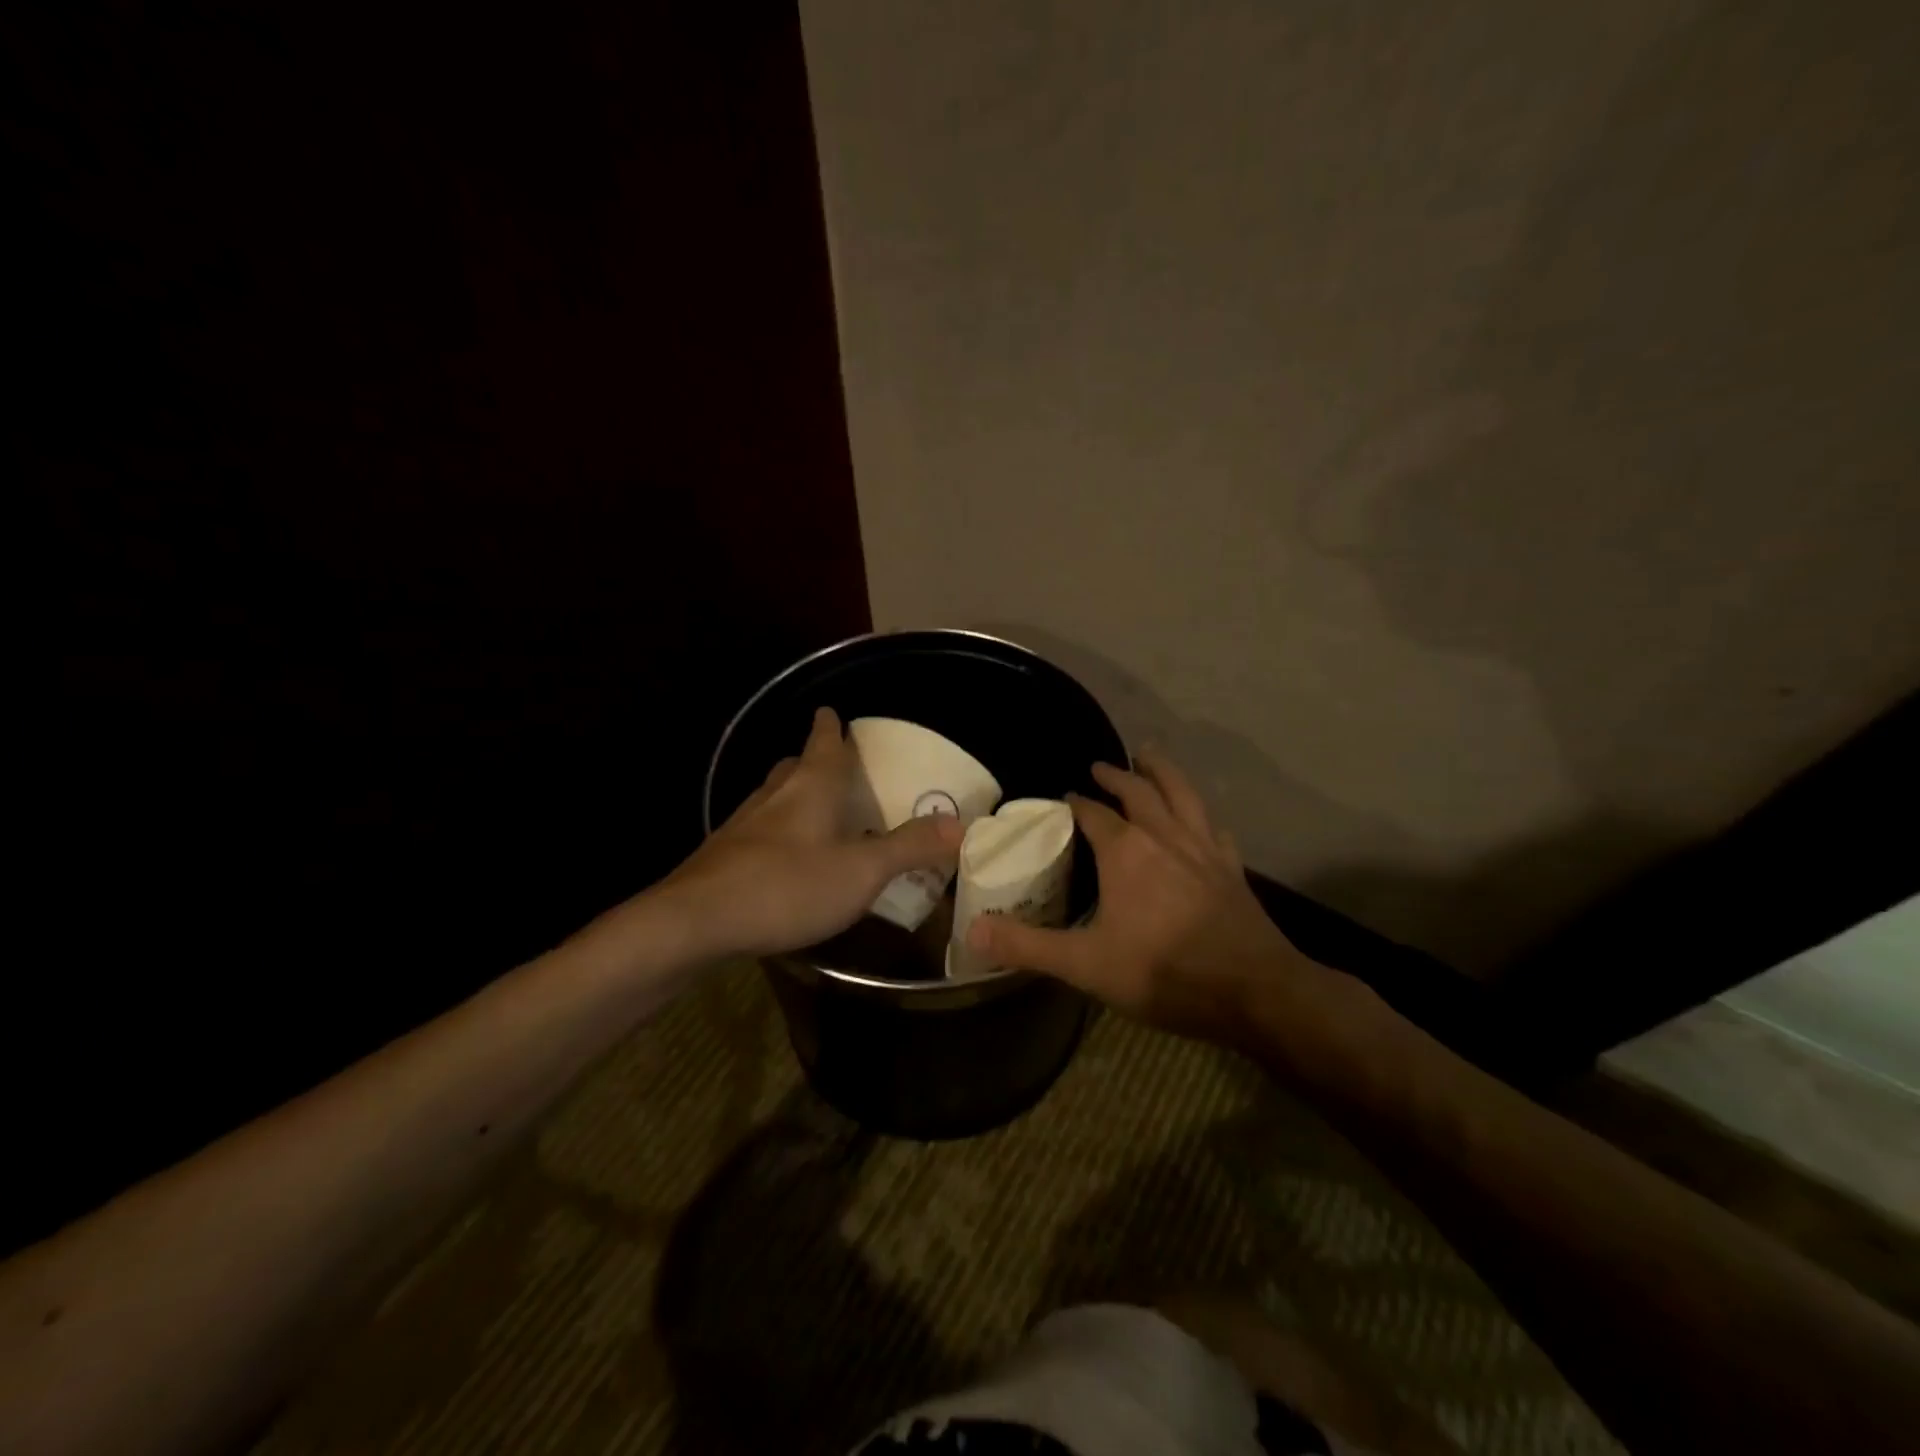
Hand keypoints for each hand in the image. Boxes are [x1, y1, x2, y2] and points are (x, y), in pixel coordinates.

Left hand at [665, 706, 963, 959]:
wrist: (695, 922)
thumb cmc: (787, 886)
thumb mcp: (861, 871)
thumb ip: (909, 847)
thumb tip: (960, 824)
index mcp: (810, 787)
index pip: (823, 742)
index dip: (830, 726)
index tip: (832, 712)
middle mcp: (774, 796)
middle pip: (794, 765)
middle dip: (812, 760)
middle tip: (834, 766)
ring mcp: (742, 825)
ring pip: (773, 796)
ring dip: (793, 795)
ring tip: (814, 809)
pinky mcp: (722, 856)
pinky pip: (757, 830)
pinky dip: (776, 832)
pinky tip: (782, 858)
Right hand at [965, 748, 1314, 1045]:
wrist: (1251, 991)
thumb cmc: (1163, 973)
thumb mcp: (1085, 964)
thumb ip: (1027, 946)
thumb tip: (972, 932)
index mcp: (1125, 851)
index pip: (1093, 814)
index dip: (1075, 803)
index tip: (1063, 797)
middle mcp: (1164, 836)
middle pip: (1139, 791)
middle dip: (1117, 775)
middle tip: (1100, 765)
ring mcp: (1203, 848)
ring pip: (1182, 794)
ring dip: (1163, 771)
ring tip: (1150, 754)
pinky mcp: (1231, 868)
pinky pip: (1214, 828)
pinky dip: (1202, 815)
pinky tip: (1202, 819)